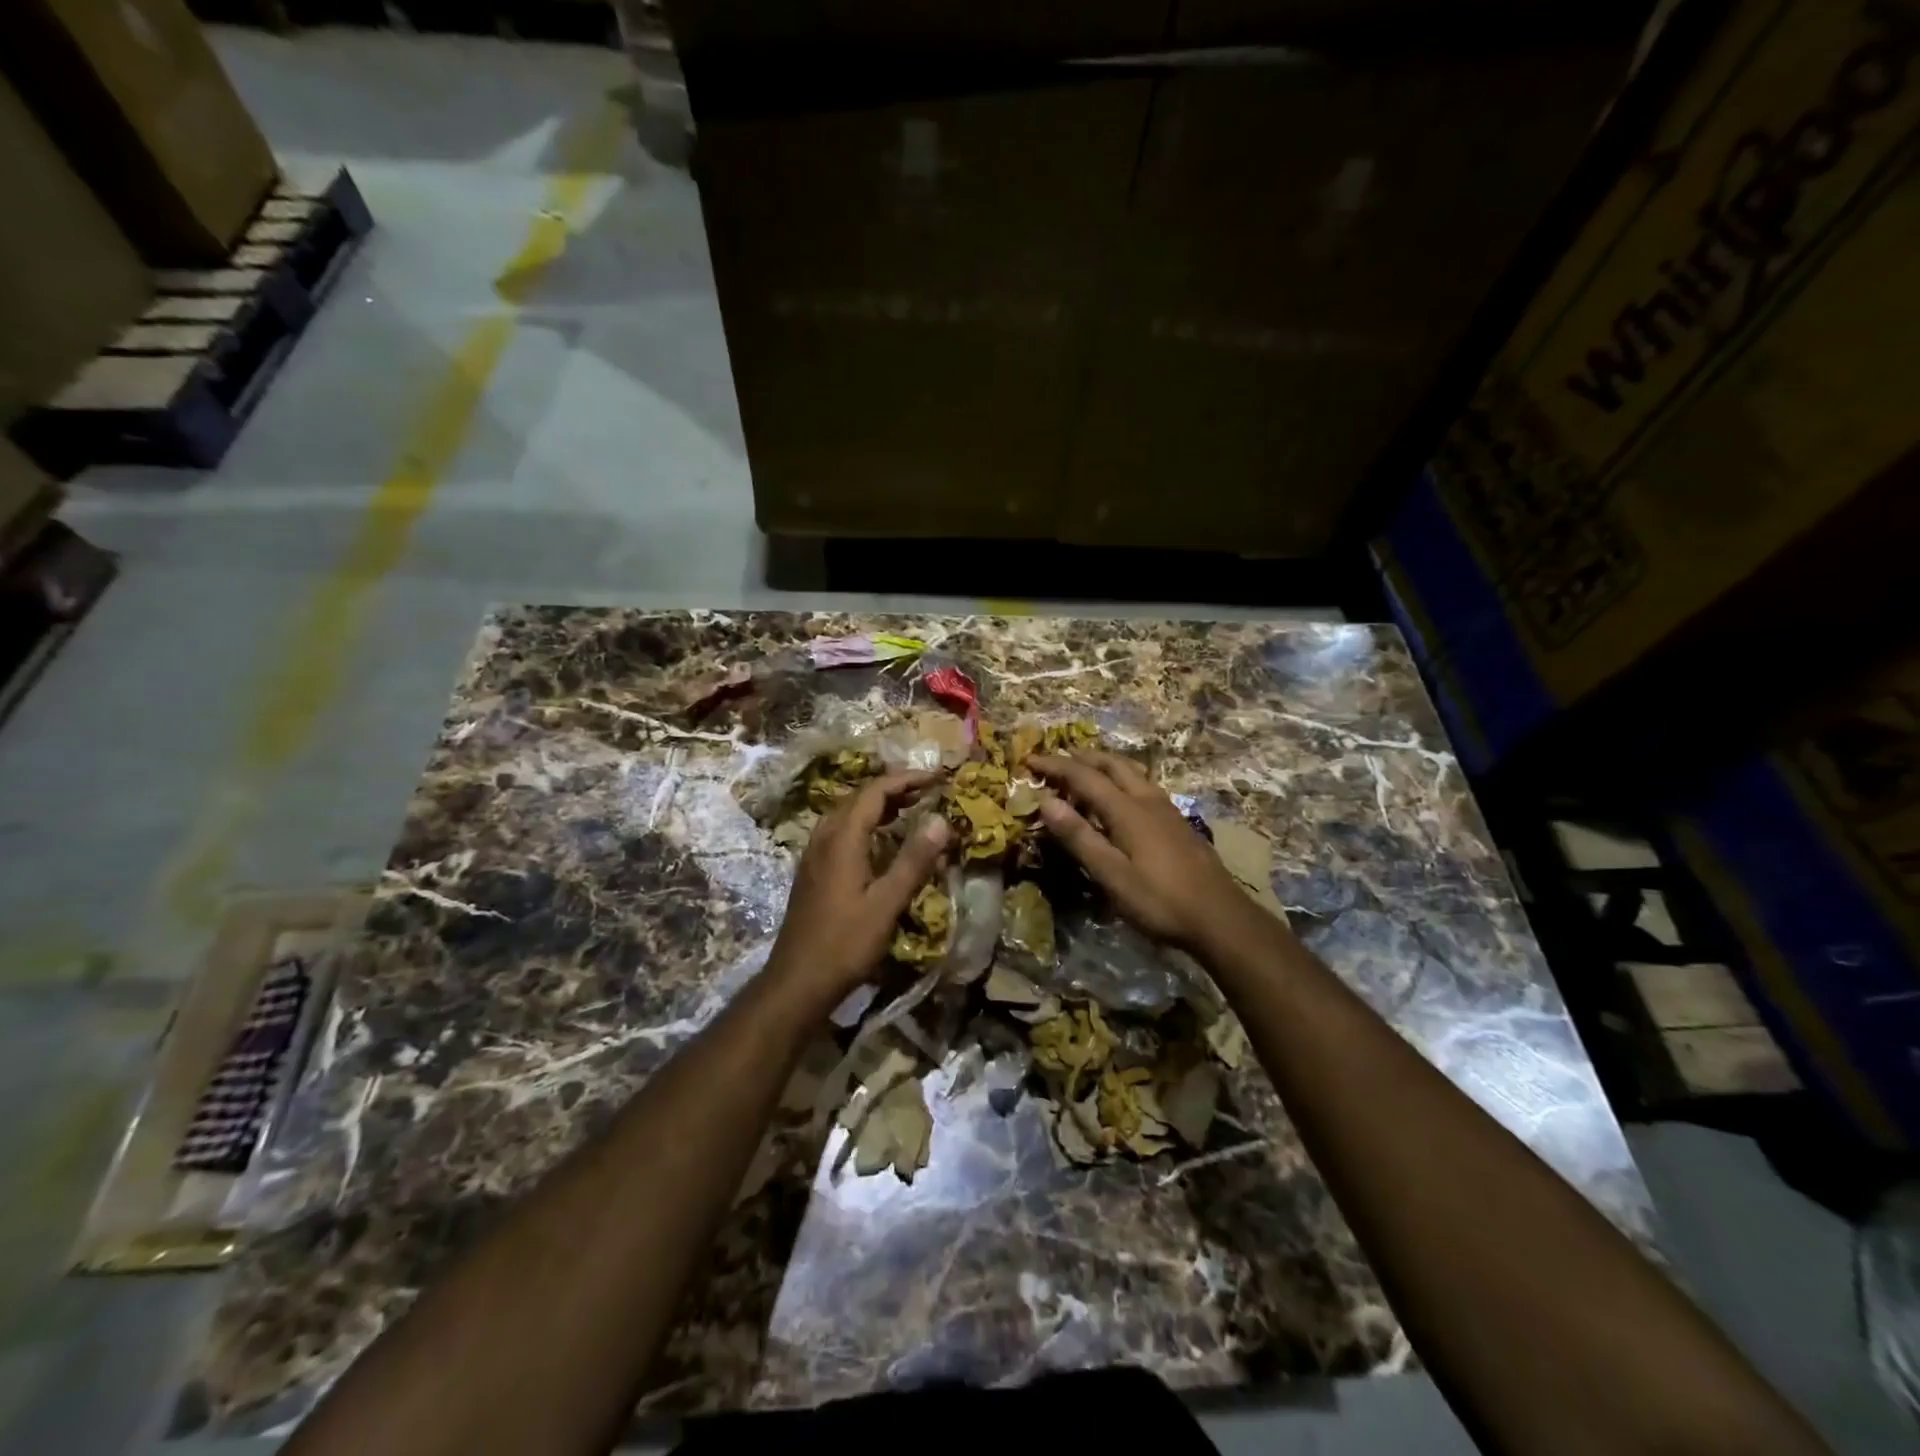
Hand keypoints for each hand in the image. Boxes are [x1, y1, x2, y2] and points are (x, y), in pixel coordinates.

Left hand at [767, 770, 950, 1002]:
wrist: (797, 982)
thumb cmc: (844, 944)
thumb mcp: (886, 904)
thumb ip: (913, 861)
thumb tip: (941, 820)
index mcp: (841, 839)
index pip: (875, 792)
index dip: (907, 780)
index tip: (937, 778)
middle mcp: (824, 839)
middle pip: (858, 798)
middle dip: (893, 789)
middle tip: (927, 792)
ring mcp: (814, 856)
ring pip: (847, 815)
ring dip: (878, 806)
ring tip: (909, 810)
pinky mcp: (813, 872)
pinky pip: (840, 832)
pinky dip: (865, 825)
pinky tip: (880, 843)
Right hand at [1030, 750, 1253, 951]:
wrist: (1221, 918)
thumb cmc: (1160, 901)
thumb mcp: (1112, 875)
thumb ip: (1079, 837)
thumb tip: (1046, 801)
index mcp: (1128, 810)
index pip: (1084, 777)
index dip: (1055, 766)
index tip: (1030, 760)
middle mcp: (1147, 800)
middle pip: (1111, 764)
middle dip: (1081, 757)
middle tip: (1056, 759)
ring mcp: (1167, 809)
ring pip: (1131, 772)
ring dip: (1104, 765)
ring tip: (1085, 770)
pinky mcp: (1177, 822)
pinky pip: (1142, 785)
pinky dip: (1121, 779)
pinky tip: (1121, 798)